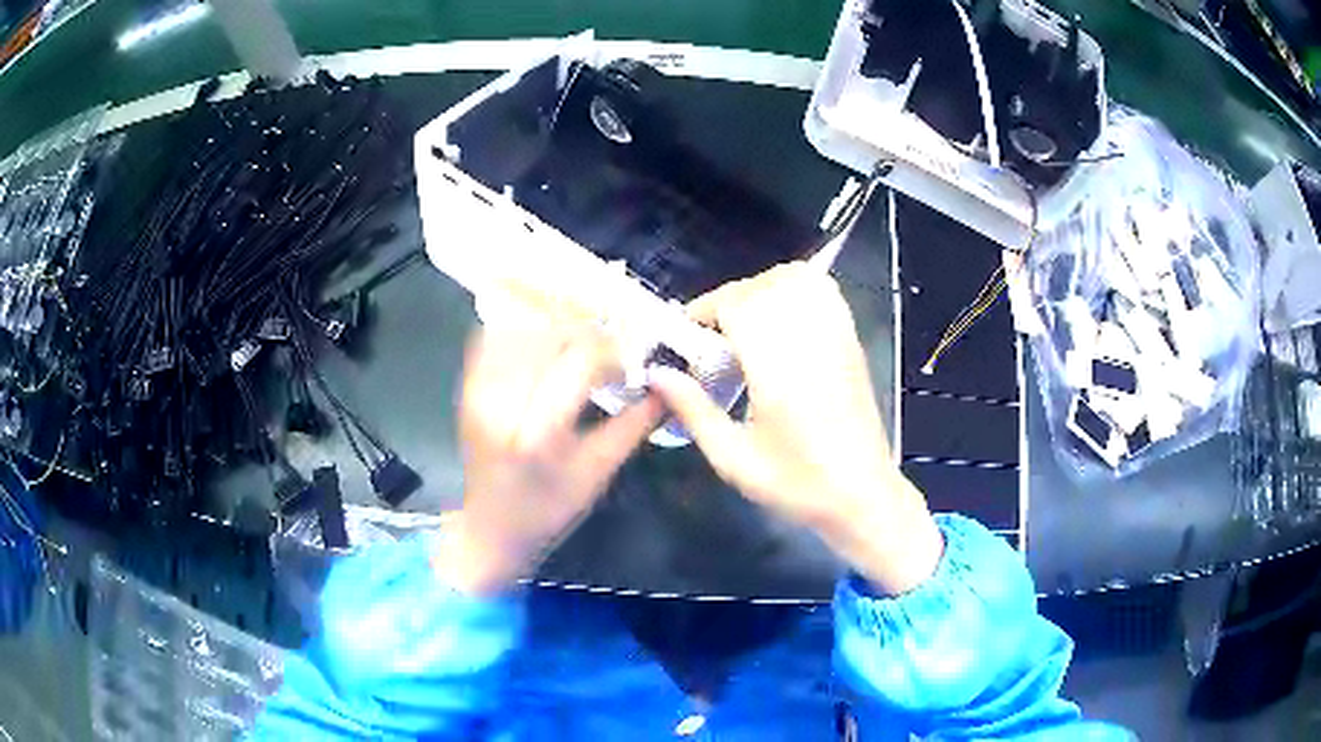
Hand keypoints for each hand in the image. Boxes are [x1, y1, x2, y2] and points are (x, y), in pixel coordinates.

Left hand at [437, 309, 663, 595]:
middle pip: (550, 335)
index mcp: (537, 432)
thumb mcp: (597, 474)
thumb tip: (668, 389)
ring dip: (558, 329)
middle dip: (588, 336)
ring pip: (522, 328)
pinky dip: (525, 332)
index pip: (580, 360)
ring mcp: (477, 390)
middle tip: (610, 356)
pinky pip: (494, 337)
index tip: (630, 365)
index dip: (613, 352)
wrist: (489, 528)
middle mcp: (501, 402)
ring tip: (579, 350)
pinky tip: (545, 348)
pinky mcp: (466, 386)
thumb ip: (634, 426)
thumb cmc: (547, 511)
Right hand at [648, 263, 943, 594]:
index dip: (704, 309)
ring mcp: (836, 335)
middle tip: (710, 337)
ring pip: (795, 278)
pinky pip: (822, 290)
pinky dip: (794, 290)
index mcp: (777, 366)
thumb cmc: (797, 484)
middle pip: (762, 285)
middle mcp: (809, 338)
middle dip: (728, 301)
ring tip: (743, 325)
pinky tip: (779, 324)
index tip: (685, 334)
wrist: (862, 495)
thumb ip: (693, 410)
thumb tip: (657, 374)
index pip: (737, 304)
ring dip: (761, 289)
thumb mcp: (733, 457)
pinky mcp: (851, 340)